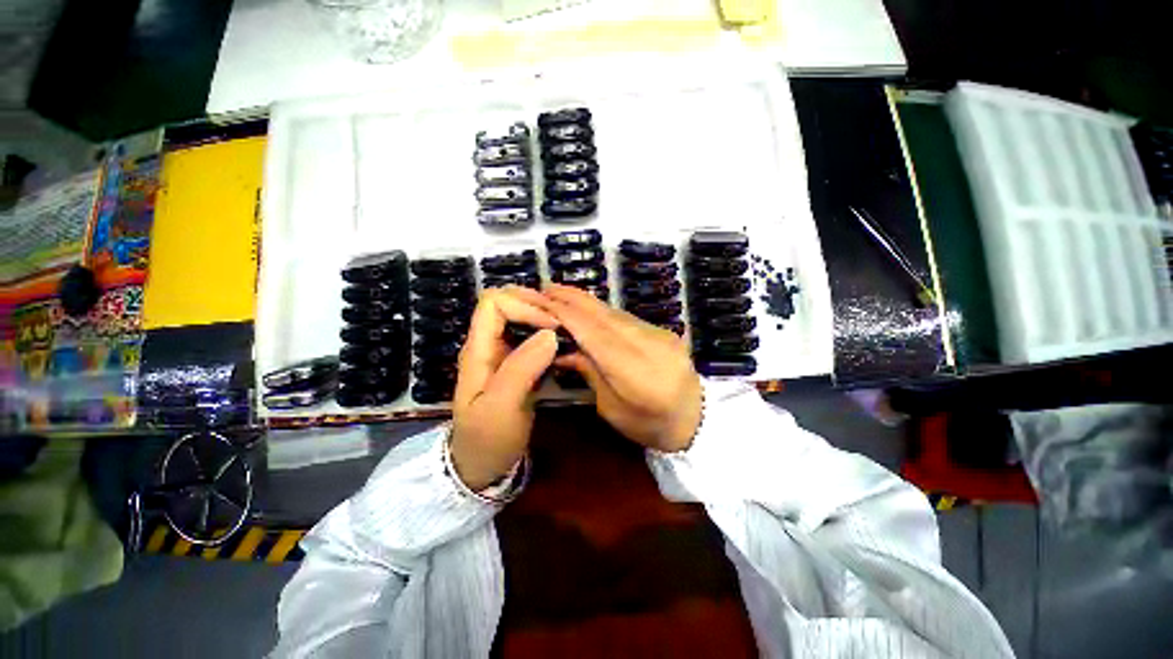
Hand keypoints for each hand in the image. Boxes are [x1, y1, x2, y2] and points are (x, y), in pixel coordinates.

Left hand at [451, 286, 559, 490]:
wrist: (481, 465)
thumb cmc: (488, 439)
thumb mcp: (501, 407)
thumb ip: (522, 368)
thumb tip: (551, 334)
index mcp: (478, 349)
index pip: (494, 303)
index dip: (524, 307)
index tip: (553, 327)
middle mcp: (488, 344)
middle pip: (507, 303)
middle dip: (537, 306)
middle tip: (565, 323)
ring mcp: (503, 353)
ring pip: (521, 317)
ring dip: (544, 318)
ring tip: (569, 331)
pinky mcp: (517, 363)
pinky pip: (531, 336)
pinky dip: (548, 333)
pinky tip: (565, 345)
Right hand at [543, 284, 702, 452]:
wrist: (698, 420)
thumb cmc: (650, 425)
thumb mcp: (612, 409)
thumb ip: (590, 373)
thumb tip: (564, 350)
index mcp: (634, 370)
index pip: (594, 333)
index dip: (567, 315)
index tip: (543, 302)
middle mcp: (647, 344)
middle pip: (604, 315)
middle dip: (573, 298)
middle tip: (546, 287)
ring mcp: (658, 334)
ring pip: (615, 312)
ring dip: (586, 301)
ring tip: (561, 294)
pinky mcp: (663, 331)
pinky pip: (626, 318)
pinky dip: (603, 311)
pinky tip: (588, 309)